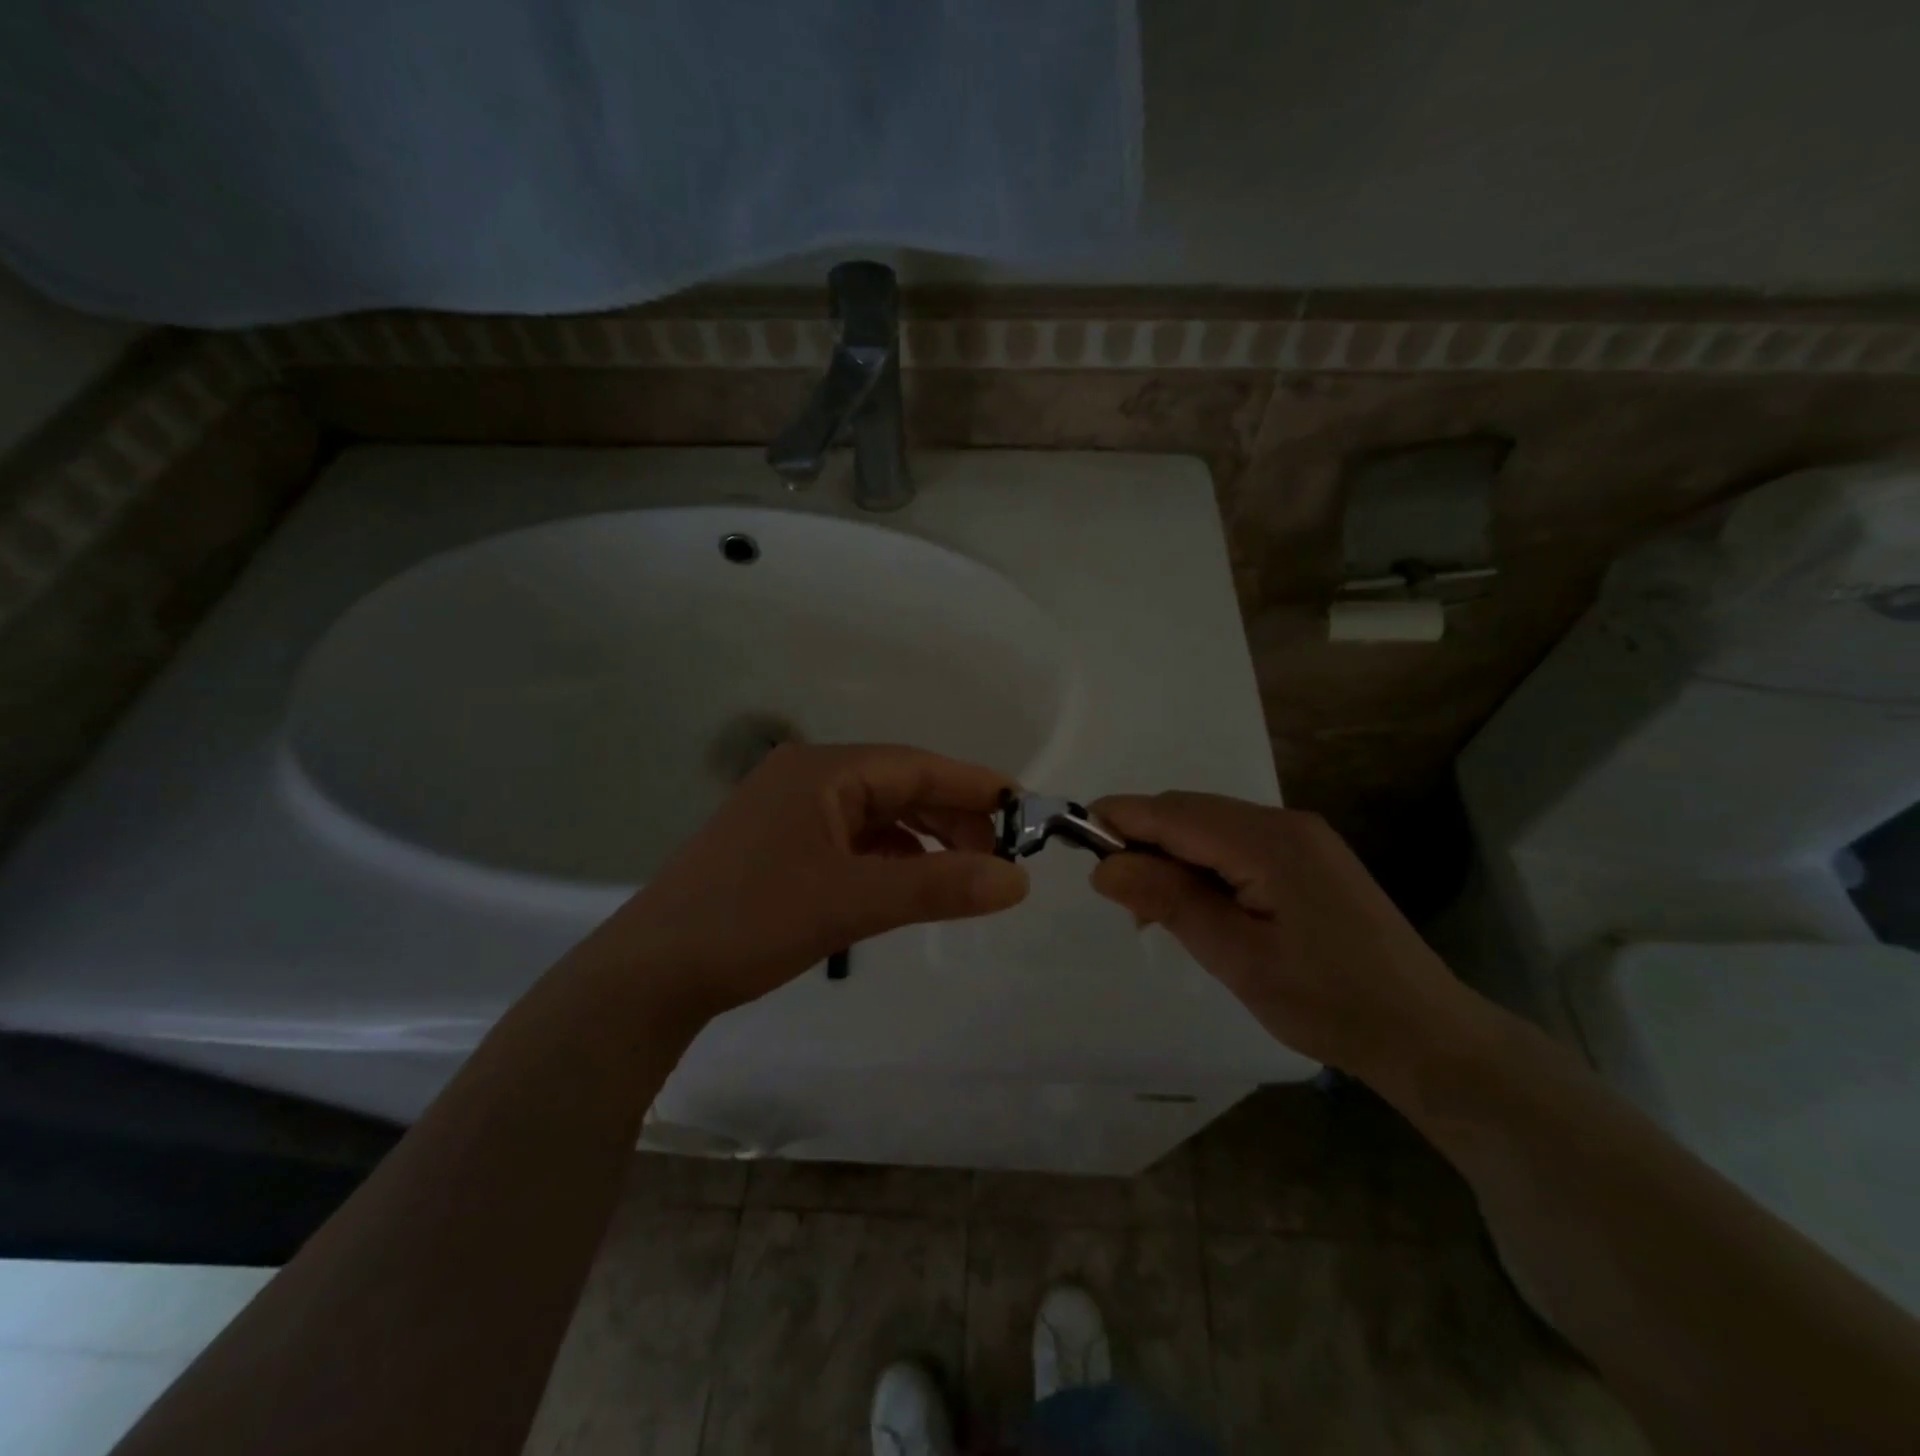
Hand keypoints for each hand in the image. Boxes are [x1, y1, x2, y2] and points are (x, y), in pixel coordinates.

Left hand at [574, 744, 1028, 1021]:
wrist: (650, 974)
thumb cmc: (752, 920)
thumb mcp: (853, 901)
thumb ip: (938, 886)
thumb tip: (1018, 880)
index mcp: (822, 770)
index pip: (916, 765)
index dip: (974, 786)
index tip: (1026, 810)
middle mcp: (807, 779)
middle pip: (898, 786)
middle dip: (951, 817)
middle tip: (1000, 857)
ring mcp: (790, 813)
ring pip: (876, 815)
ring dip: (922, 840)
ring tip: (966, 874)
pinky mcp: (781, 847)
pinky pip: (852, 841)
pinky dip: (889, 858)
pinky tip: (911, 884)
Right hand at [1088, 792, 1485, 1080]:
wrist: (1425, 1033)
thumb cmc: (1327, 1001)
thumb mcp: (1236, 957)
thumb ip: (1169, 901)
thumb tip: (1104, 865)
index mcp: (1268, 841)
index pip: (1173, 812)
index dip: (1118, 819)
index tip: (1073, 841)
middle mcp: (1284, 822)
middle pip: (1189, 812)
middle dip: (1142, 841)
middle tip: (1119, 899)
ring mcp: (1300, 838)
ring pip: (1209, 827)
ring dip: (1171, 856)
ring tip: (1154, 912)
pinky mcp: (1307, 858)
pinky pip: (1234, 844)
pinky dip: (1201, 865)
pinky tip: (1198, 905)